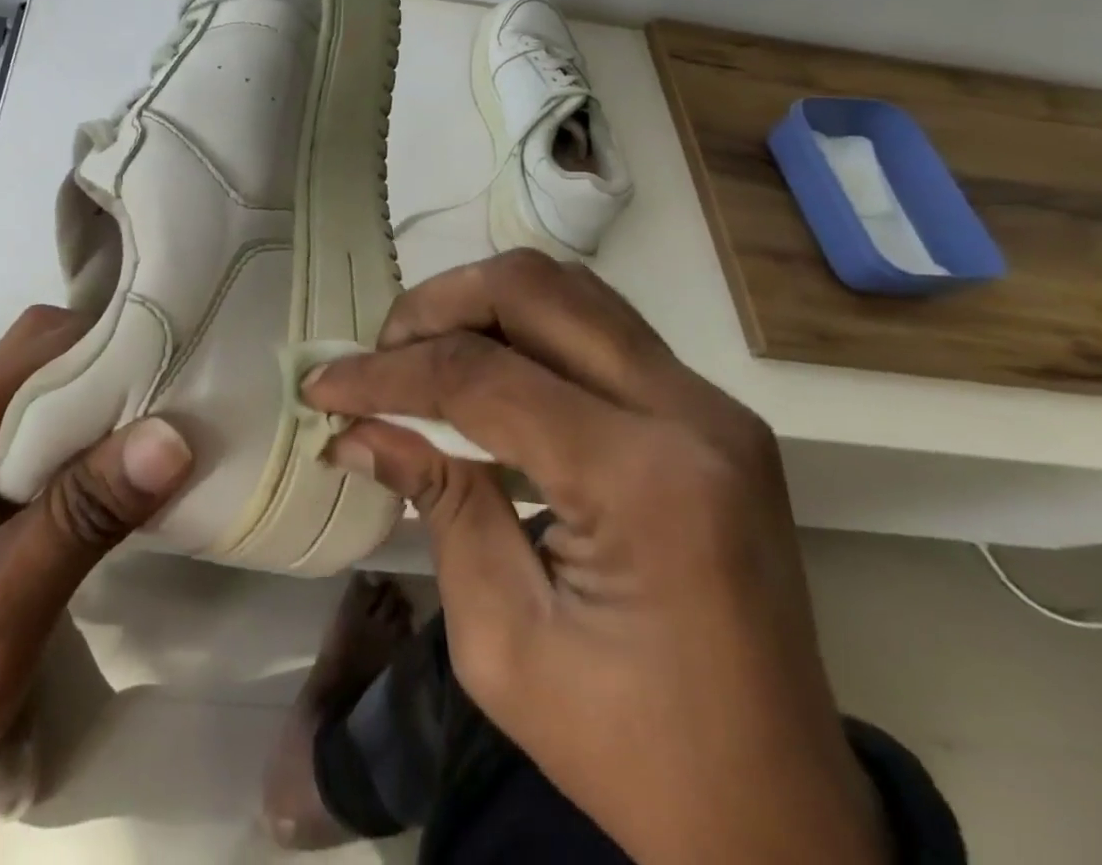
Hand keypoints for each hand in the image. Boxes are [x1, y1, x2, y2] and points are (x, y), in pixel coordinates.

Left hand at [0, 306, 193, 864]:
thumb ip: (80, 520)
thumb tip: (173, 435)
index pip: (38, 349)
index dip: (113, 351)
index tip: (180, 381)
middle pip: (38, 364)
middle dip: (110, 384)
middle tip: (177, 424)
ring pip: (34, 401)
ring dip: (93, 423)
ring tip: (152, 456)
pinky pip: (20, 440)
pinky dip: (69, 453)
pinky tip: (100, 491)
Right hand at [305, 252, 888, 864]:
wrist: (778, 818)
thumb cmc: (633, 754)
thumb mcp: (503, 639)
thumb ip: (437, 501)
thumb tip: (355, 429)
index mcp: (645, 484)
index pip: (482, 376)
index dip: (386, 374)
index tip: (322, 388)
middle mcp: (691, 415)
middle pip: (532, 290)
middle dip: (433, 310)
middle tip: (380, 363)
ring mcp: (710, 405)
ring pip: (566, 289)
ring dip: (477, 306)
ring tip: (421, 361)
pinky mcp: (707, 412)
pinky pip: (594, 325)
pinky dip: (521, 328)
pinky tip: (482, 375)